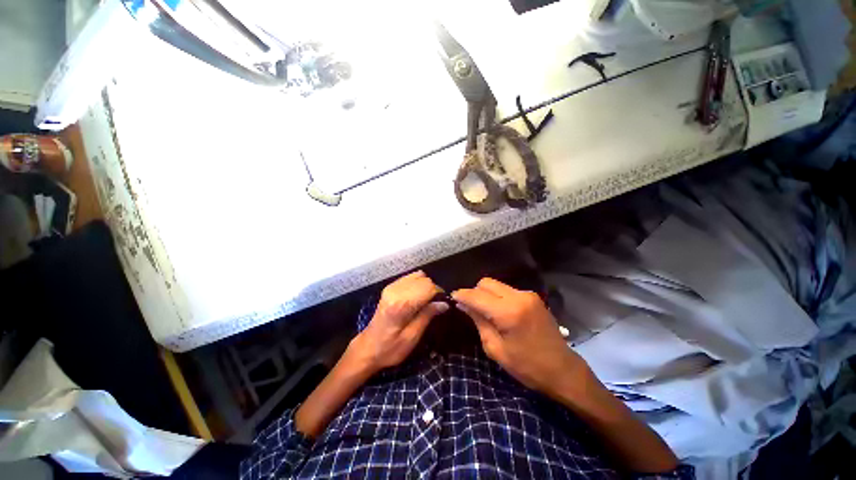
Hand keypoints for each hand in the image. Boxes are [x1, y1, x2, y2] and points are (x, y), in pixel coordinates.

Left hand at [347, 271, 447, 373]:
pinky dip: (417, 284)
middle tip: (434, 305)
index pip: (428, 287)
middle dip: (433, 289)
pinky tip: (417, 296)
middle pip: (424, 279)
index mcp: (401, 304)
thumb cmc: (390, 348)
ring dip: (425, 286)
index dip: (438, 294)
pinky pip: (409, 277)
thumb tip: (444, 304)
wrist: (367, 348)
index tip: (442, 305)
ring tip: (426, 301)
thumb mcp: (412, 337)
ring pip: (418, 276)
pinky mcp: (390, 287)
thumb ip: (427, 316)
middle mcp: (396, 291)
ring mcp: (391, 287)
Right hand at [452, 278, 590, 397]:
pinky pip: (507, 290)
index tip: (452, 298)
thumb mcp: (495, 349)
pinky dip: (497, 297)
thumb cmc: (527, 366)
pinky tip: (499, 312)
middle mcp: (518, 297)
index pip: (476, 295)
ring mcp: (527, 295)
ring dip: (486, 294)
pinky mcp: (532, 297)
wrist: (562, 370)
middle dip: (474, 292)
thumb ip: (478, 321)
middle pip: (486, 283)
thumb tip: (463, 304)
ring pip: (496, 284)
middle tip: (470, 308)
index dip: (462, 295)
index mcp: (508, 312)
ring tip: (485, 311)